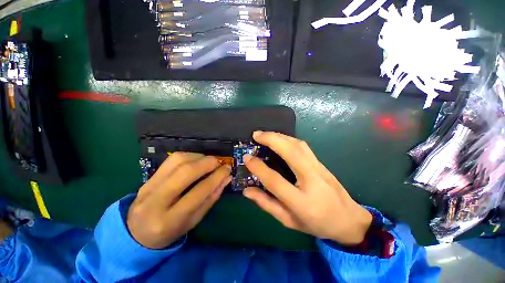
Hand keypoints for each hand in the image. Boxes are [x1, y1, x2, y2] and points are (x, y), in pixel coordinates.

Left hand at [127, 153, 231, 248]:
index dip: (217, 177)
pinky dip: (189, 156)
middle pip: (186, 172)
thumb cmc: (171, 231)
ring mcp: (149, 186)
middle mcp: (156, 201)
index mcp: (170, 220)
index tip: (227, 169)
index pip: (199, 192)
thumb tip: (226, 178)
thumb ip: (211, 198)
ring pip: (178, 161)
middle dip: (207, 163)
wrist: (137, 232)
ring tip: (209, 161)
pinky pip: (171, 159)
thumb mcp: (194, 220)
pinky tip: (196, 160)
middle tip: (219, 162)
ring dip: (198, 157)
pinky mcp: (148, 177)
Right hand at [243, 131, 371, 245]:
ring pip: (299, 145)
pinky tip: (280, 138)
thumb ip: (267, 204)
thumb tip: (247, 190)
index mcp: (302, 203)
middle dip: (272, 140)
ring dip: (280, 136)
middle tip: (256, 134)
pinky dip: (289, 139)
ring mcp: (319, 169)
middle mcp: (312, 181)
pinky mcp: (321, 163)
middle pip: (291, 153)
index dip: (259, 168)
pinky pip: (303, 147)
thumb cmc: (317, 224)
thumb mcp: (289, 221)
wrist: (349, 220)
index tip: (247, 158)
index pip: (275, 181)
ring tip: (265, 134)